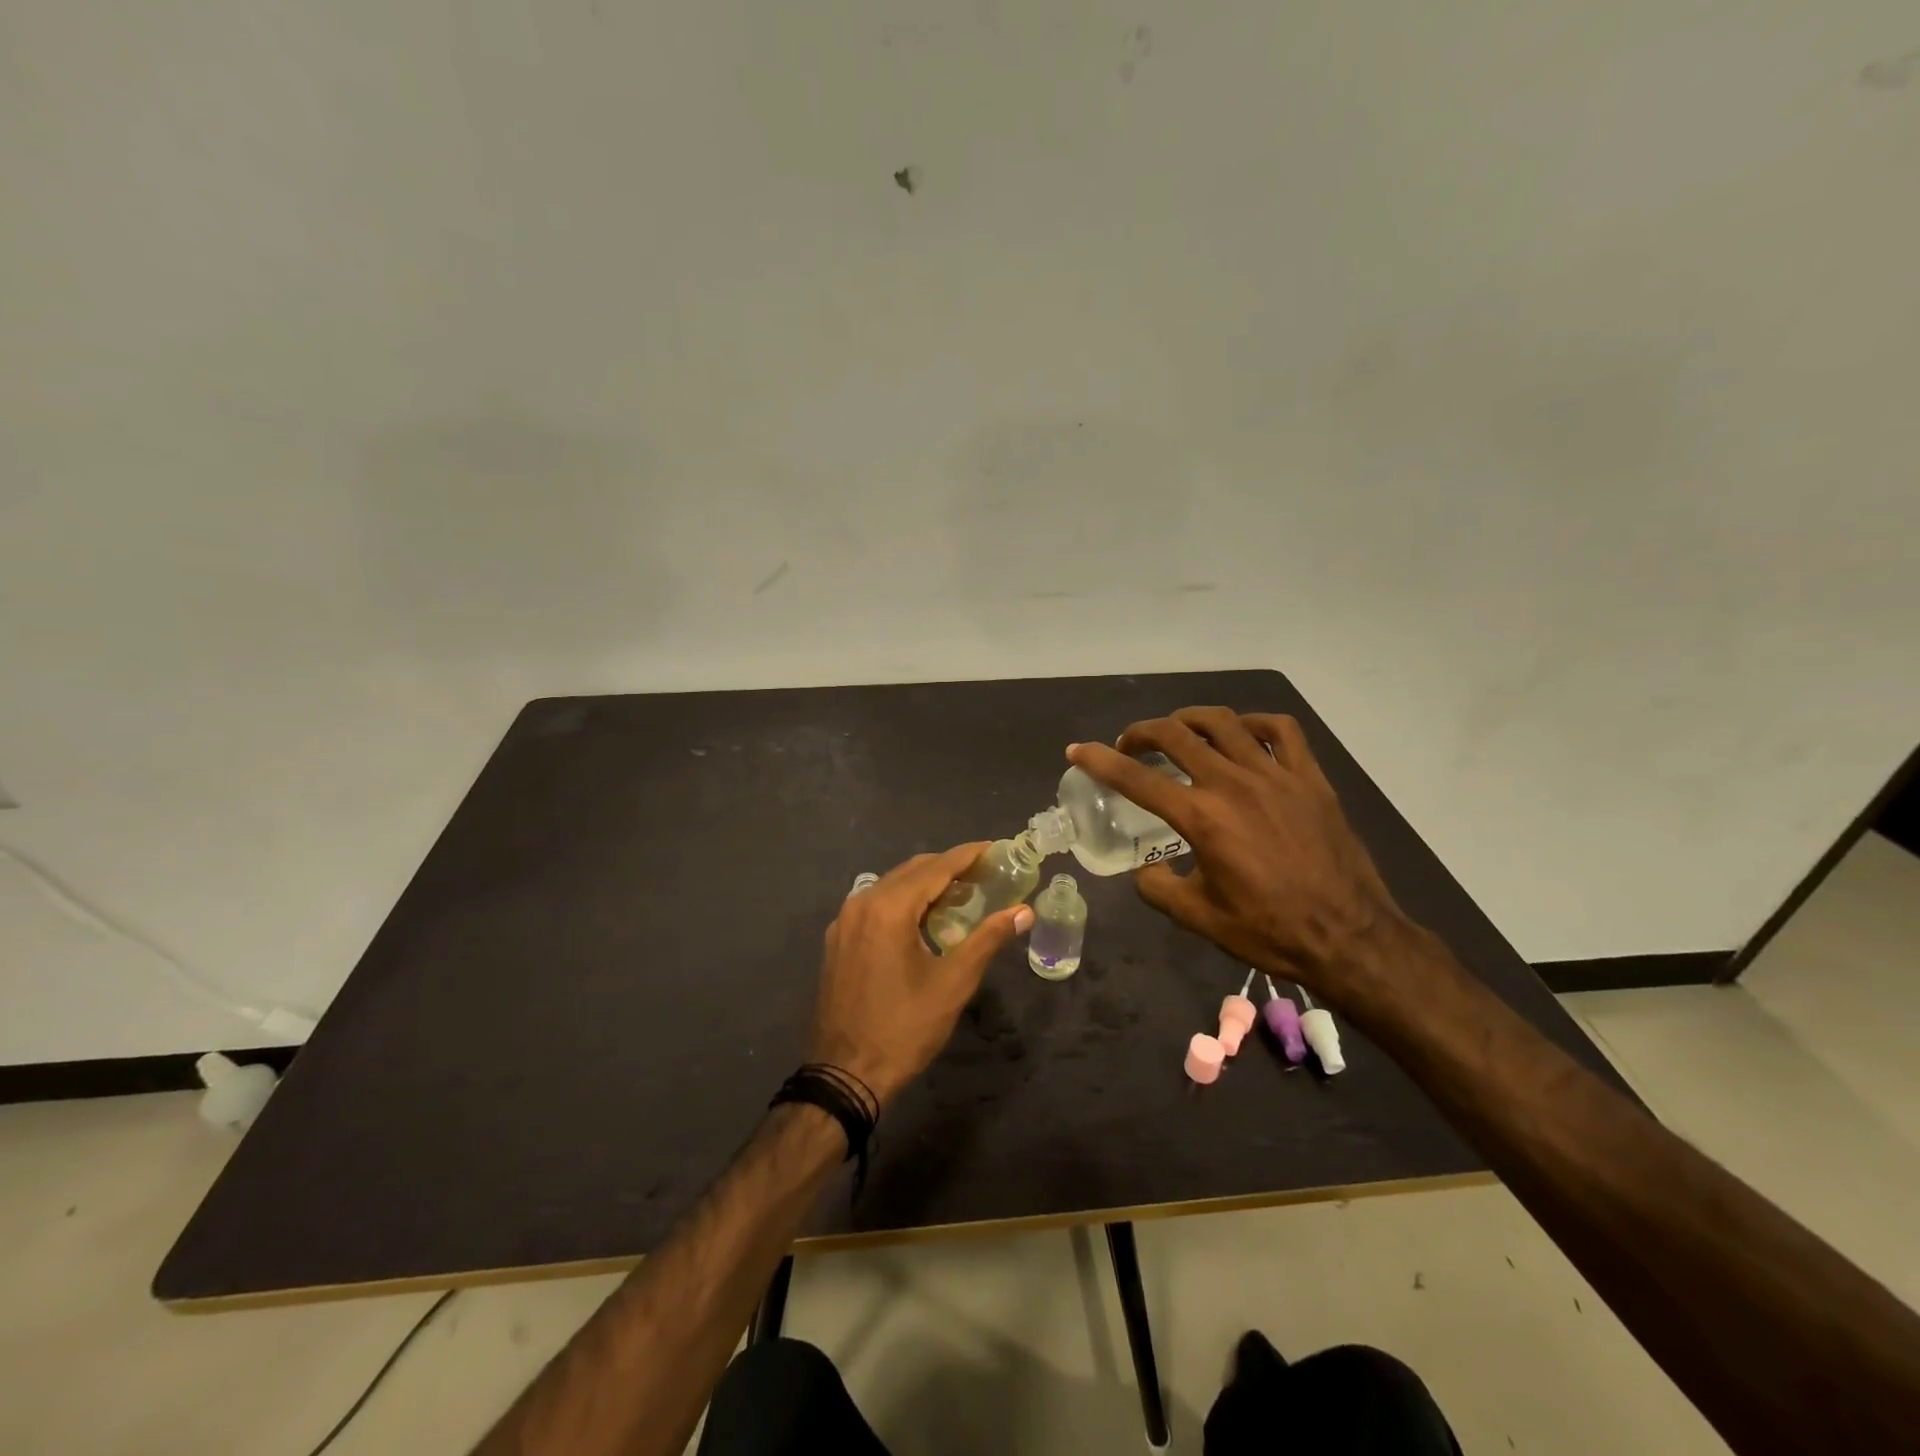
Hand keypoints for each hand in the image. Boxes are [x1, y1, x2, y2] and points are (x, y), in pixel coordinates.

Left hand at [807, 845, 1033, 1106]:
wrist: (845, 1074)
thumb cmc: (904, 1028)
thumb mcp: (953, 983)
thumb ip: (988, 939)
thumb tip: (1023, 912)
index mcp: (889, 907)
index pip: (936, 867)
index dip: (969, 855)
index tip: (997, 848)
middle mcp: (862, 902)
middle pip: (913, 870)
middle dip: (950, 867)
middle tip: (986, 874)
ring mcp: (844, 920)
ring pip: (892, 886)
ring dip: (926, 885)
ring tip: (963, 895)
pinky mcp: (838, 939)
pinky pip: (876, 905)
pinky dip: (904, 902)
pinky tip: (925, 920)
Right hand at [1067, 708, 1407, 1001]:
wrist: (1348, 937)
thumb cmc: (1270, 930)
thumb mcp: (1199, 917)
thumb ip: (1158, 889)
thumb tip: (1143, 871)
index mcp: (1202, 818)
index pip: (1137, 779)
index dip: (1099, 760)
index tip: (1077, 750)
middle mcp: (1234, 784)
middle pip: (1175, 735)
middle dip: (1141, 733)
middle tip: (1129, 745)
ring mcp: (1276, 775)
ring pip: (1223, 722)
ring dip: (1189, 719)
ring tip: (1177, 731)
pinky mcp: (1310, 778)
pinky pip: (1281, 730)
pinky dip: (1254, 723)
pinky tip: (1243, 734)